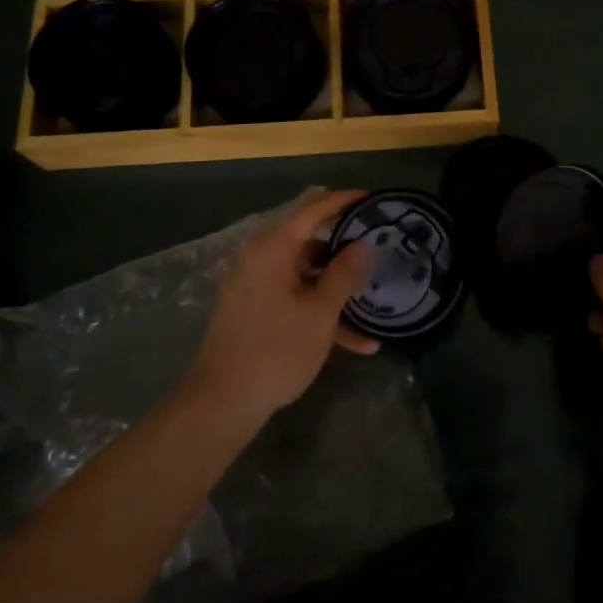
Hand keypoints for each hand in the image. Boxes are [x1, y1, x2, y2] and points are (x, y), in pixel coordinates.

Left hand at [183, 190, 378, 423]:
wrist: (221, 403)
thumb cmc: (275, 350)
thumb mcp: (320, 313)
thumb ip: (344, 274)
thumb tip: (363, 243)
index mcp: (273, 248)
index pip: (313, 209)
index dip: (344, 201)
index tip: (374, 199)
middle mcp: (262, 258)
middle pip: (311, 241)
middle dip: (347, 250)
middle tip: (381, 252)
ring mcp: (257, 286)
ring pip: (307, 276)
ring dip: (339, 290)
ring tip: (375, 303)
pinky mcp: (256, 310)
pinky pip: (295, 299)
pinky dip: (321, 312)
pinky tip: (356, 343)